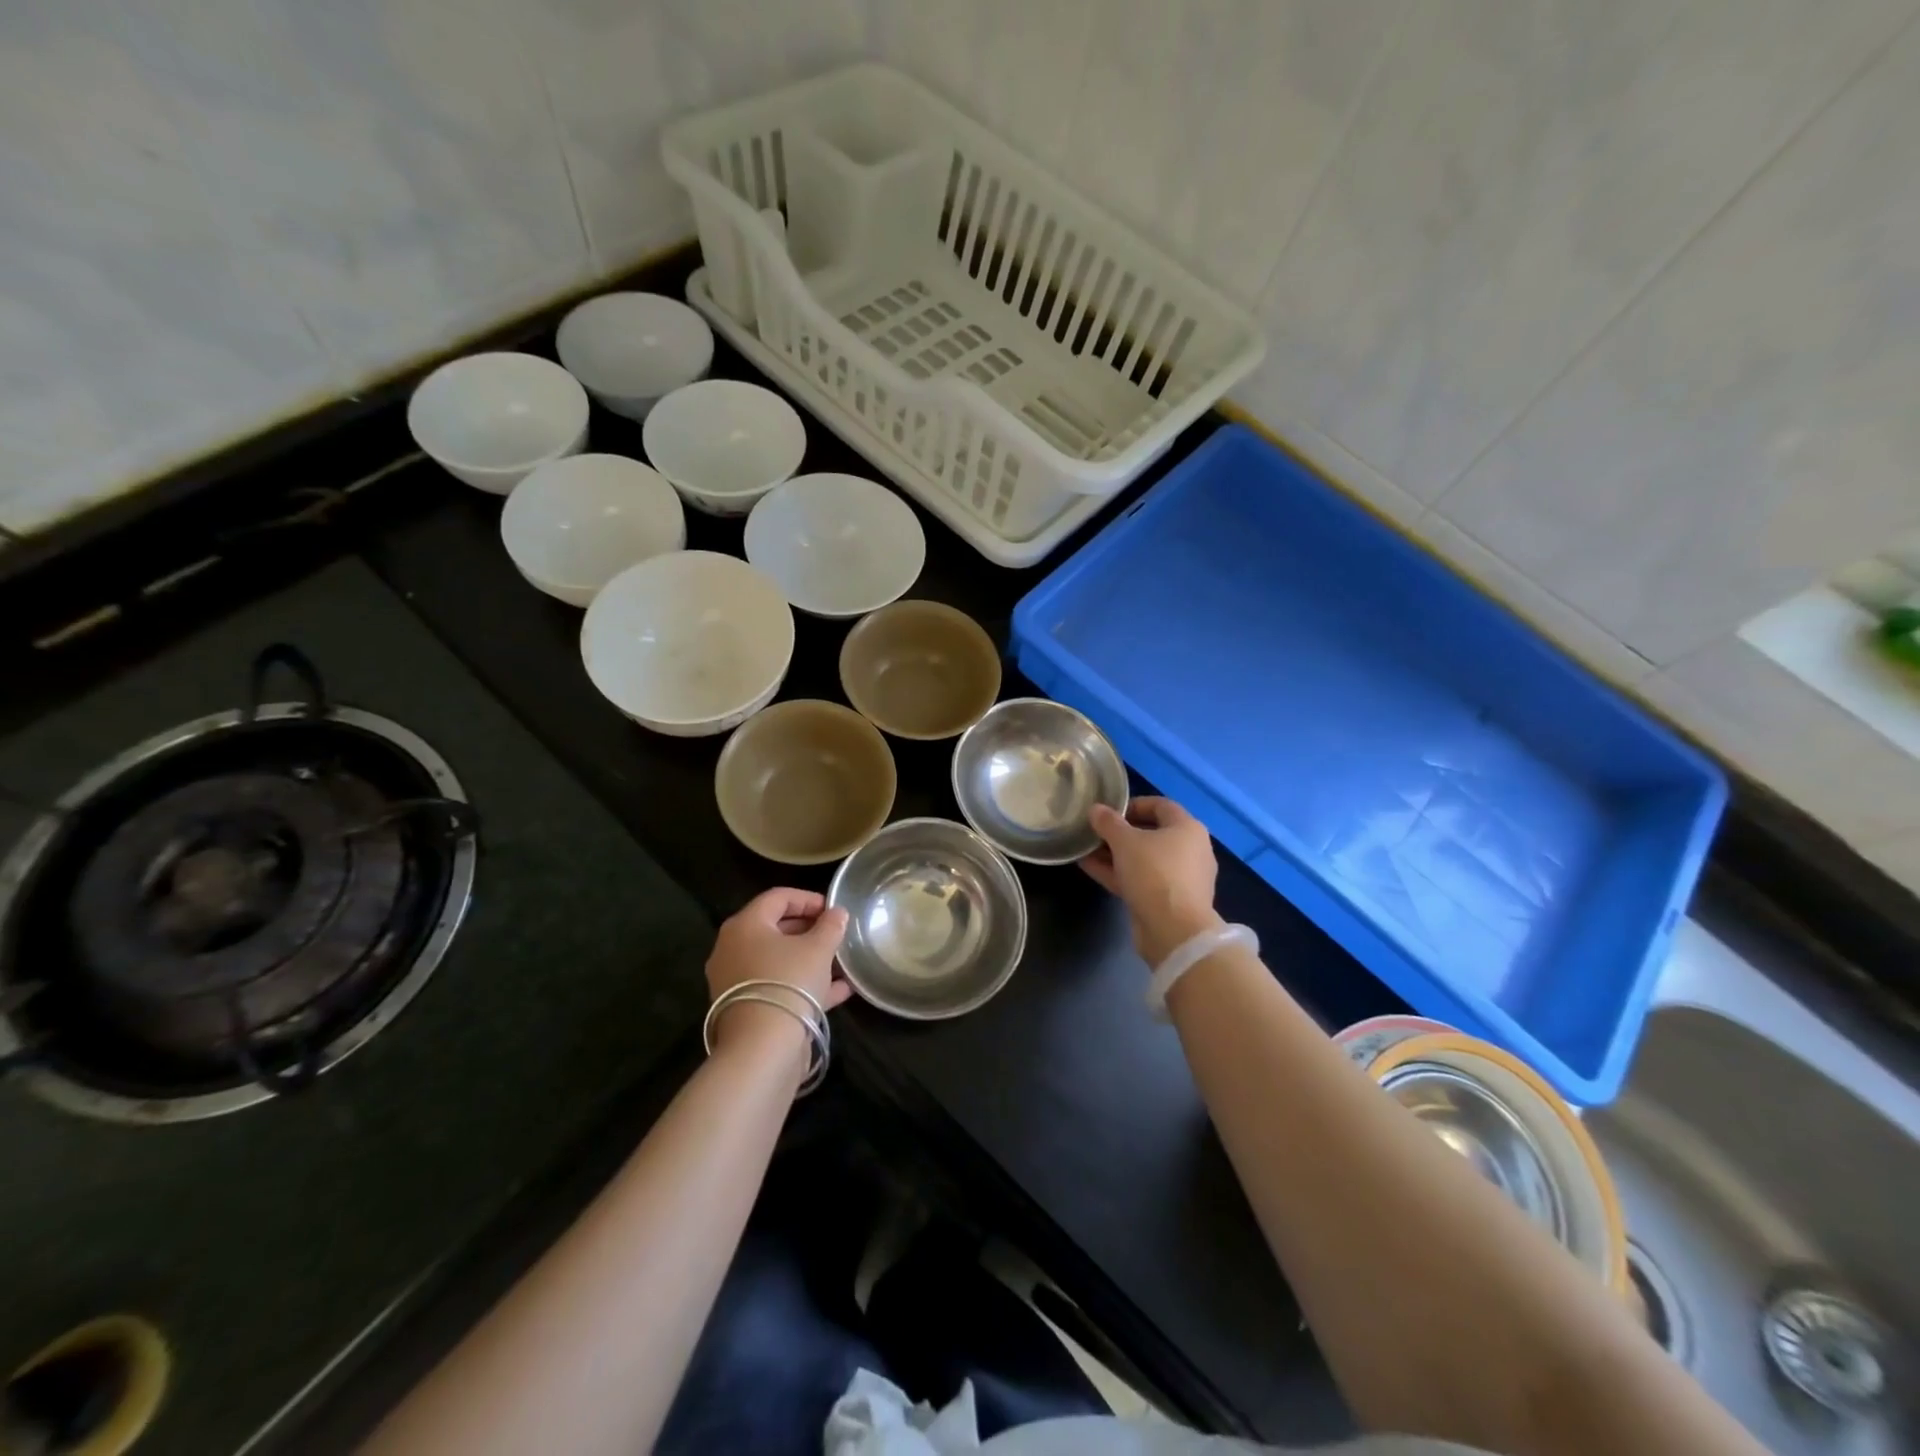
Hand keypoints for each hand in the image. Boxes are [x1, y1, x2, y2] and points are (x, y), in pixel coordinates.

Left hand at [705, 889, 850, 1055]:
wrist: (762, 1048)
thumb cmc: (789, 983)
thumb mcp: (818, 949)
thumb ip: (830, 926)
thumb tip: (837, 913)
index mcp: (745, 925)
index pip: (778, 897)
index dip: (809, 899)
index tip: (834, 909)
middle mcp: (733, 948)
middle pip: (775, 928)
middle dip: (809, 929)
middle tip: (836, 934)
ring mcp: (736, 981)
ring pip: (777, 960)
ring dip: (809, 958)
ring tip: (840, 962)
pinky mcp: (745, 1008)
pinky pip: (777, 986)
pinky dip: (804, 984)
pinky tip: (839, 991)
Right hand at [1080, 797, 1222, 965]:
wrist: (1174, 931)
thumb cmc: (1154, 873)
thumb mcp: (1125, 841)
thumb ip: (1108, 823)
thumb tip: (1095, 809)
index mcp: (1187, 828)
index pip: (1160, 805)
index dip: (1132, 804)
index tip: (1107, 810)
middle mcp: (1189, 850)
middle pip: (1151, 833)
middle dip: (1119, 832)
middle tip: (1094, 831)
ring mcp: (1180, 878)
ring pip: (1143, 859)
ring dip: (1114, 854)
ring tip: (1085, 849)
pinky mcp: (1168, 901)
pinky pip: (1140, 879)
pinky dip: (1118, 872)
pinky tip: (1089, 867)